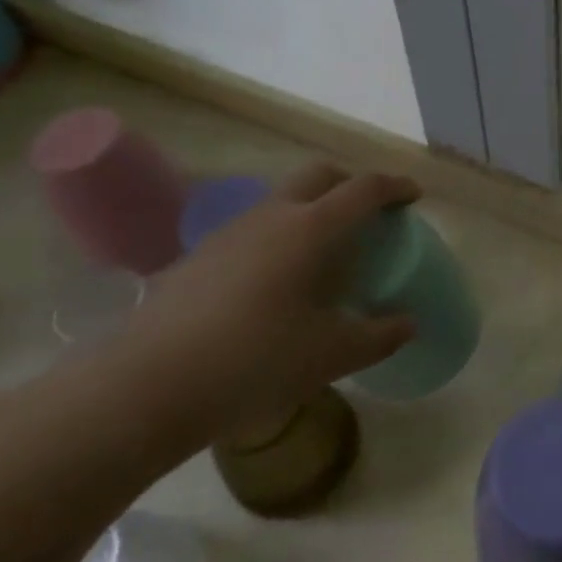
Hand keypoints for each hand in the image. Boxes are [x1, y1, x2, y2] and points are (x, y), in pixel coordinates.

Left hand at [113, 164, 419, 445]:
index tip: (413, 195)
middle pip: (319, 175)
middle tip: (369, 212)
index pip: (363, 189)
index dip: (394, 187)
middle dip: (351, 183)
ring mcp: (229, 232)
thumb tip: (408, 324)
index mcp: (310, 229)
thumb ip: (380, 335)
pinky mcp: (199, 256)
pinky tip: (276, 281)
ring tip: (324, 251)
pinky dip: (280, 235)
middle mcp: (271, 216)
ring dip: (312, 208)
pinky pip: (254, 228)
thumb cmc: (255, 361)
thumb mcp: (331, 355)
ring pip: (282, 199)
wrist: (147, 386)